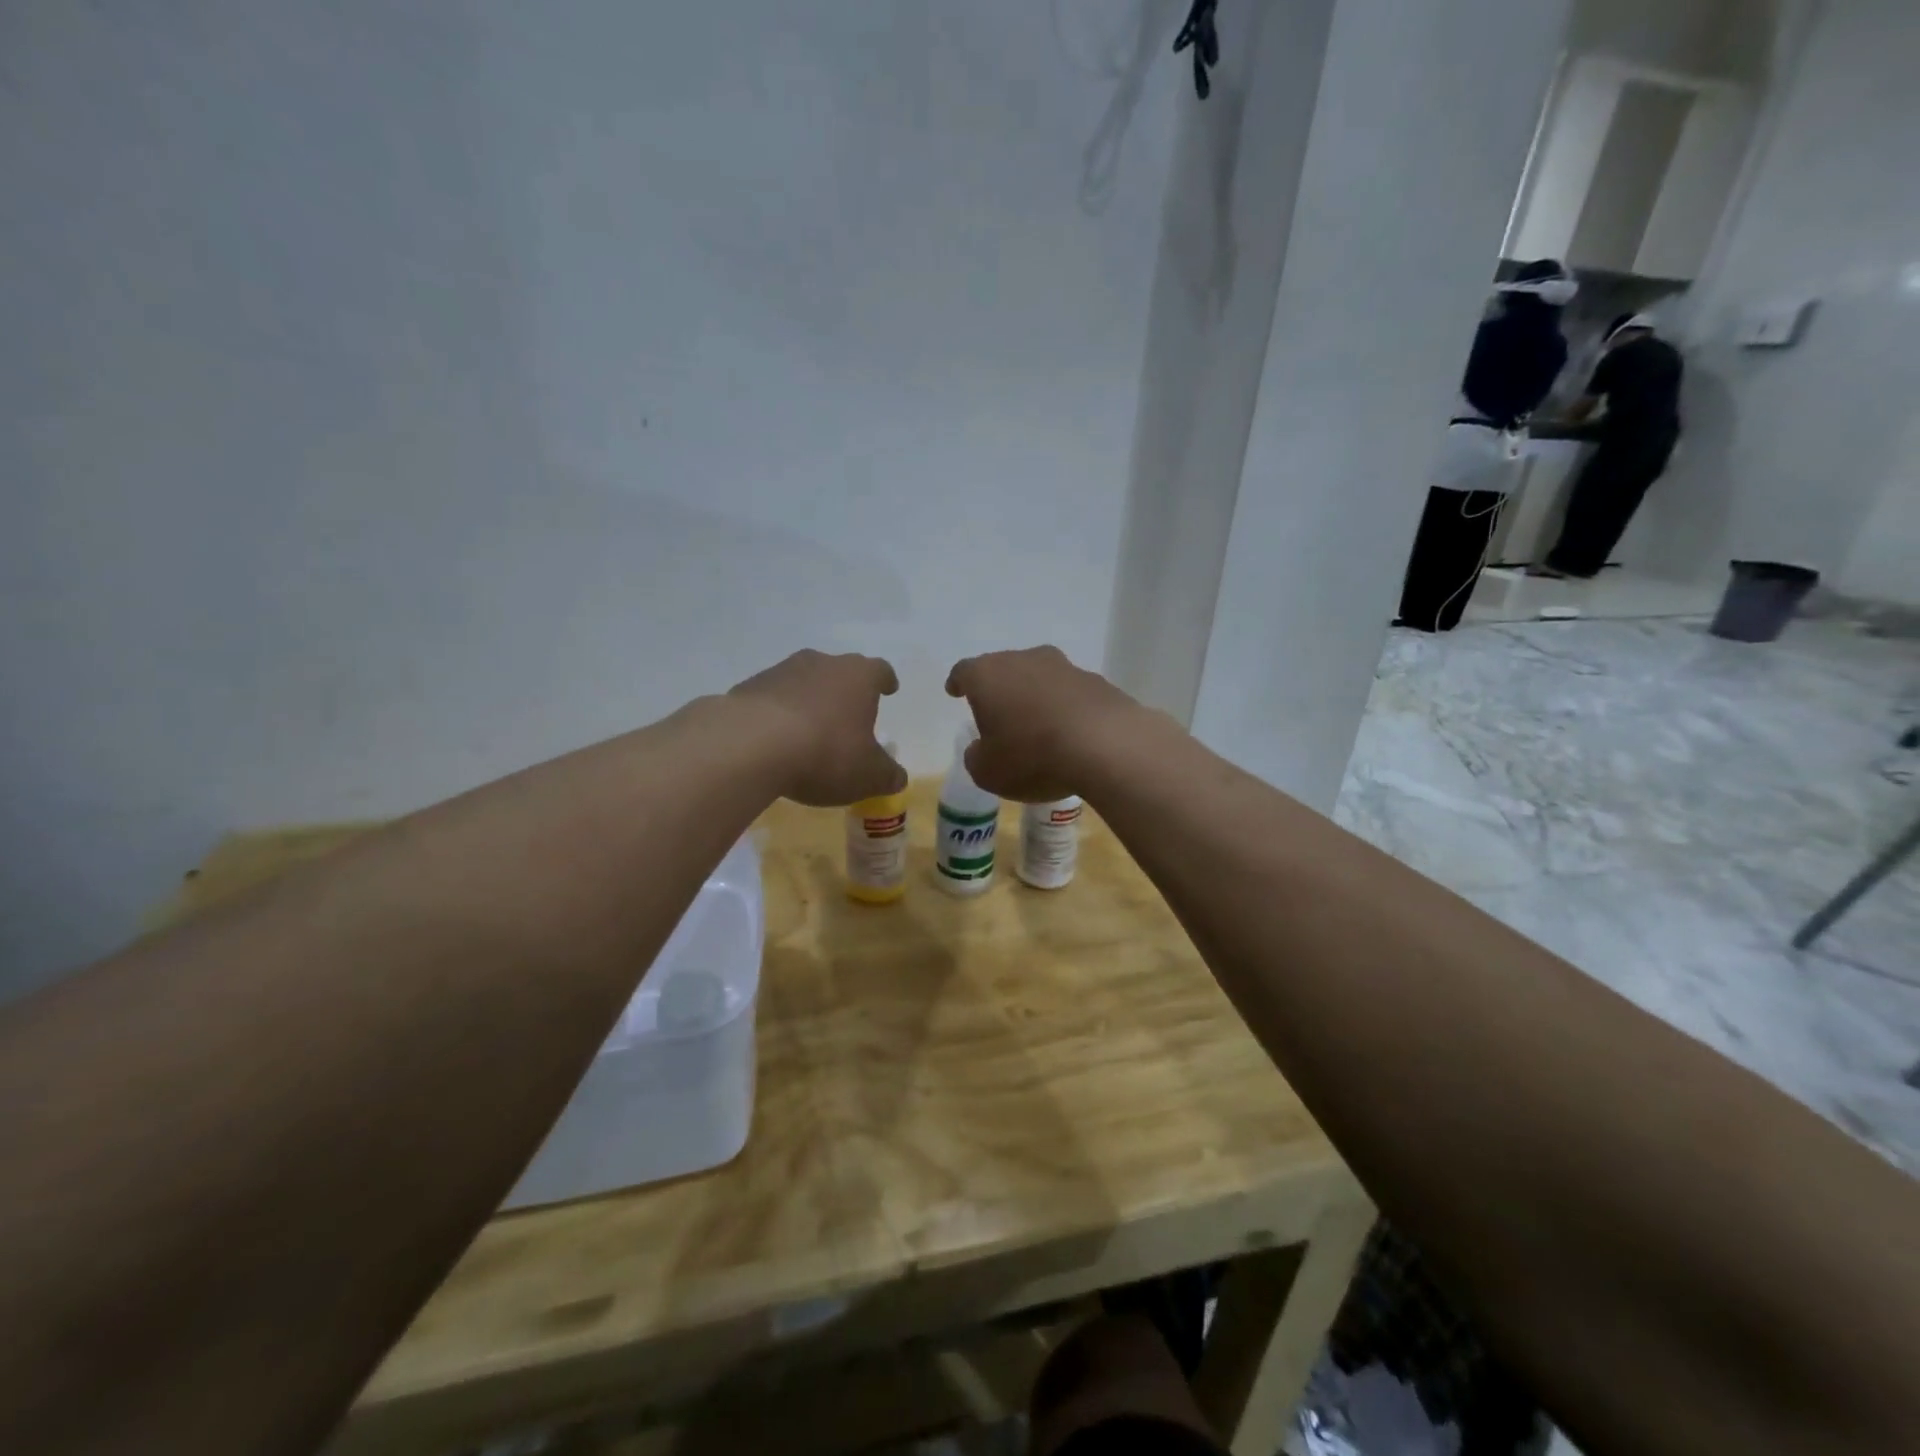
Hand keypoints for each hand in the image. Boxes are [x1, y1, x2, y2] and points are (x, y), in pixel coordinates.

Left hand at [727, 651, 905, 806]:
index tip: (888, 689)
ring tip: (809, 732)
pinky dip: (778, 714)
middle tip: (848, 716)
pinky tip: (775, 741)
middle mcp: (822, 663)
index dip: (885, 681)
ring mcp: (781, 671)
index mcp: (858, 676)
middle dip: (845, 691)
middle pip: (840, 671)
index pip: (880, 671)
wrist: (749, 745)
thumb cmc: (825, 753)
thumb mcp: (868, 775)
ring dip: (809, 701)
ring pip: (804, 682)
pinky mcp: (748, 688)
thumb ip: (887, 775)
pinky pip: (772, 699)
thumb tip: (897, 777)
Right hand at [944, 646, 1145, 801]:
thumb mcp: (988, 772)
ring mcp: (1064, 667)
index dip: (958, 683)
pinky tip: (1069, 732)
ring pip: (1040, 678)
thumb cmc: (1031, 756)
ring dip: (1034, 697)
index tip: (954, 691)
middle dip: (999, 689)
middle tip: (997, 715)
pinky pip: (1070, 693)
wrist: (1105, 746)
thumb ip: (977, 757)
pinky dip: (1064, 708)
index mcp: (988, 675)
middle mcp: (1024, 660)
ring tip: (1036, 726)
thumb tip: (982, 748)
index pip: (964, 672)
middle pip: (1004, 669)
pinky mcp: (1097, 682)